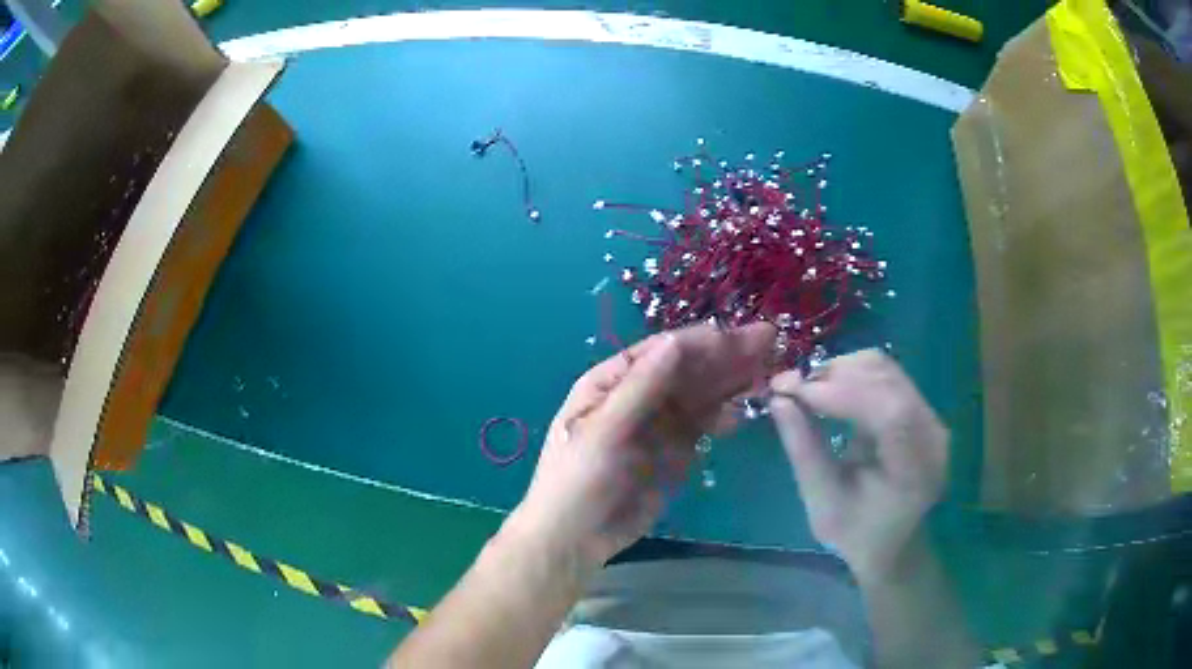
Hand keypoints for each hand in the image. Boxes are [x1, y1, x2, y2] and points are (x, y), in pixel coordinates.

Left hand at [508, 323, 775, 570]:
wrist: (574, 538)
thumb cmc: (577, 479)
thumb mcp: (604, 431)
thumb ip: (642, 388)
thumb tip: (676, 341)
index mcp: (613, 381)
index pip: (663, 352)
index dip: (701, 341)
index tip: (739, 336)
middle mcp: (640, 395)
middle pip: (688, 369)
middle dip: (726, 355)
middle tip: (769, 340)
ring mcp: (660, 424)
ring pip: (701, 395)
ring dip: (732, 381)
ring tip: (769, 370)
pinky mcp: (676, 452)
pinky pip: (705, 425)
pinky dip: (725, 416)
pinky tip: (746, 409)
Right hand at [769, 350, 947, 582]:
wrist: (891, 540)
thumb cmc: (855, 532)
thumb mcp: (822, 502)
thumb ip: (804, 451)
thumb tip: (778, 399)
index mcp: (917, 471)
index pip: (892, 414)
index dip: (842, 393)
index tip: (793, 390)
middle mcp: (933, 434)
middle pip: (887, 381)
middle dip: (834, 376)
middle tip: (787, 387)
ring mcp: (930, 416)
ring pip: (884, 368)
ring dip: (840, 370)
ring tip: (804, 389)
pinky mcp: (920, 406)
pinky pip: (884, 373)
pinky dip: (850, 373)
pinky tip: (826, 389)